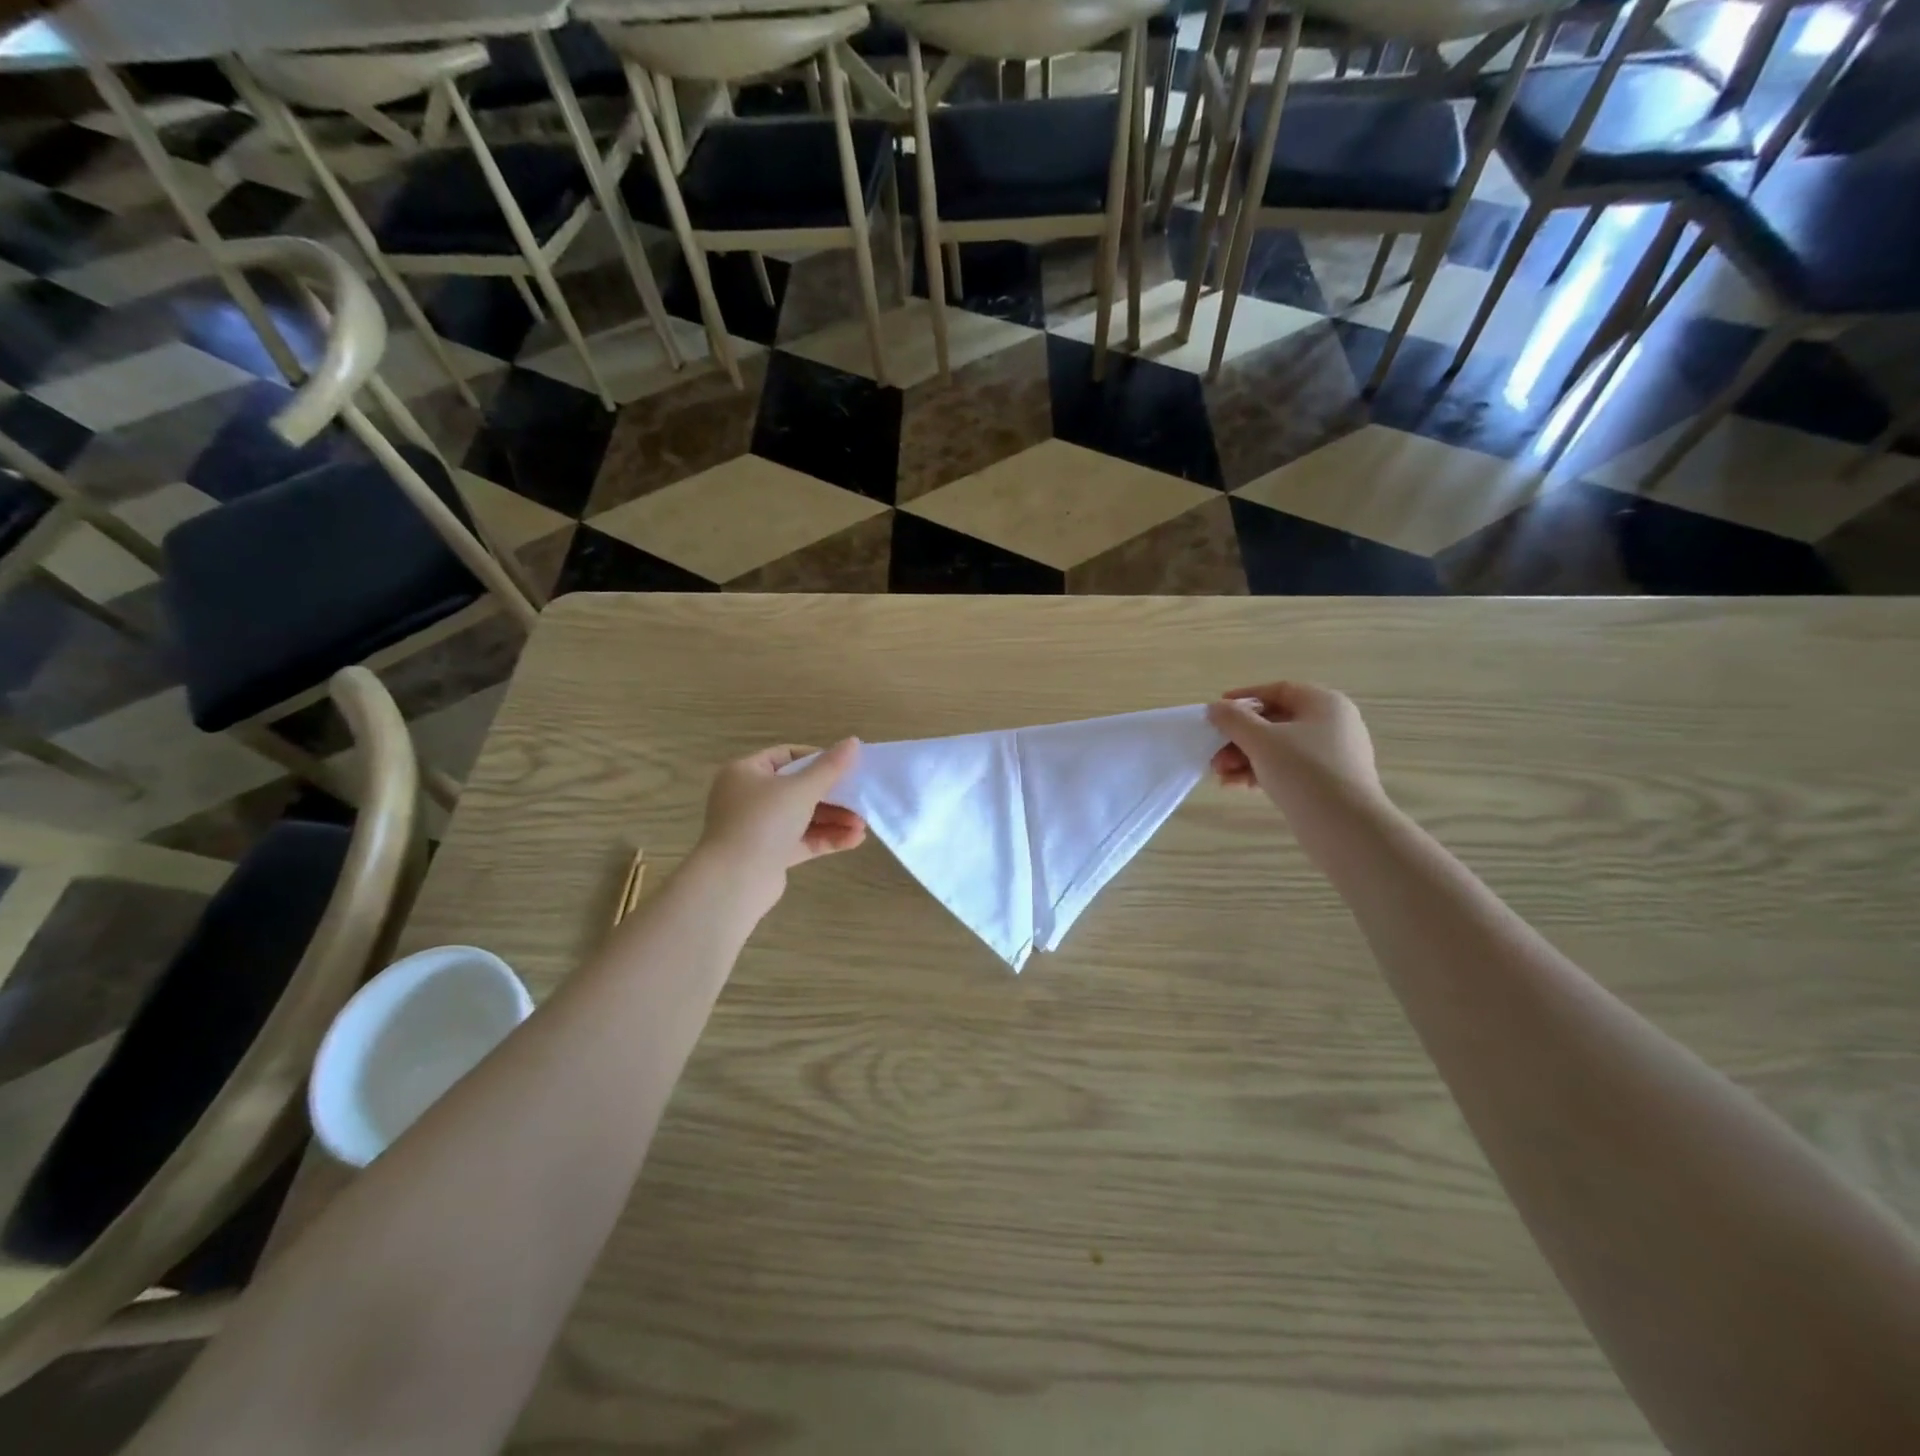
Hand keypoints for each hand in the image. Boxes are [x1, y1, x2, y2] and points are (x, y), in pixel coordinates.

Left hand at [696, 741, 866, 900]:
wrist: (735, 880)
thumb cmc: (764, 821)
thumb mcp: (801, 789)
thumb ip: (830, 767)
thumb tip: (853, 741)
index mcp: (746, 773)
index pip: (786, 756)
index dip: (817, 758)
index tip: (845, 765)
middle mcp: (748, 798)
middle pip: (798, 789)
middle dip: (832, 796)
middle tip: (859, 798)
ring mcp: (758, 828)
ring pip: (802, 817)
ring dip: (833, 819)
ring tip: (862, 825)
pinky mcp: (769, 854)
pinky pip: (801, 840)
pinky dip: (826, 838)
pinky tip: (854, 840)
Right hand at [1206, 683, 1384, 816]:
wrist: (1345, 827)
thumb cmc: (1303, 771)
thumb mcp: (1261, 740)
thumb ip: (1234, 720)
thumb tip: (1215, 708)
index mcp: (1324, 704)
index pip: (1279, 690)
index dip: (1245, 698)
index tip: (1218, 711)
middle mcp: (1332, 724)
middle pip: (1275, 722)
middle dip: (1239, 737)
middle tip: (1214, 753)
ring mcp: (1332, 755)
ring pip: (1278, 748)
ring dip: (1245, 758)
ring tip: (1220, 775)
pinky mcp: (1327, 782)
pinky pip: (1288, 769)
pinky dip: (1261, 773)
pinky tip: (1235, 786)